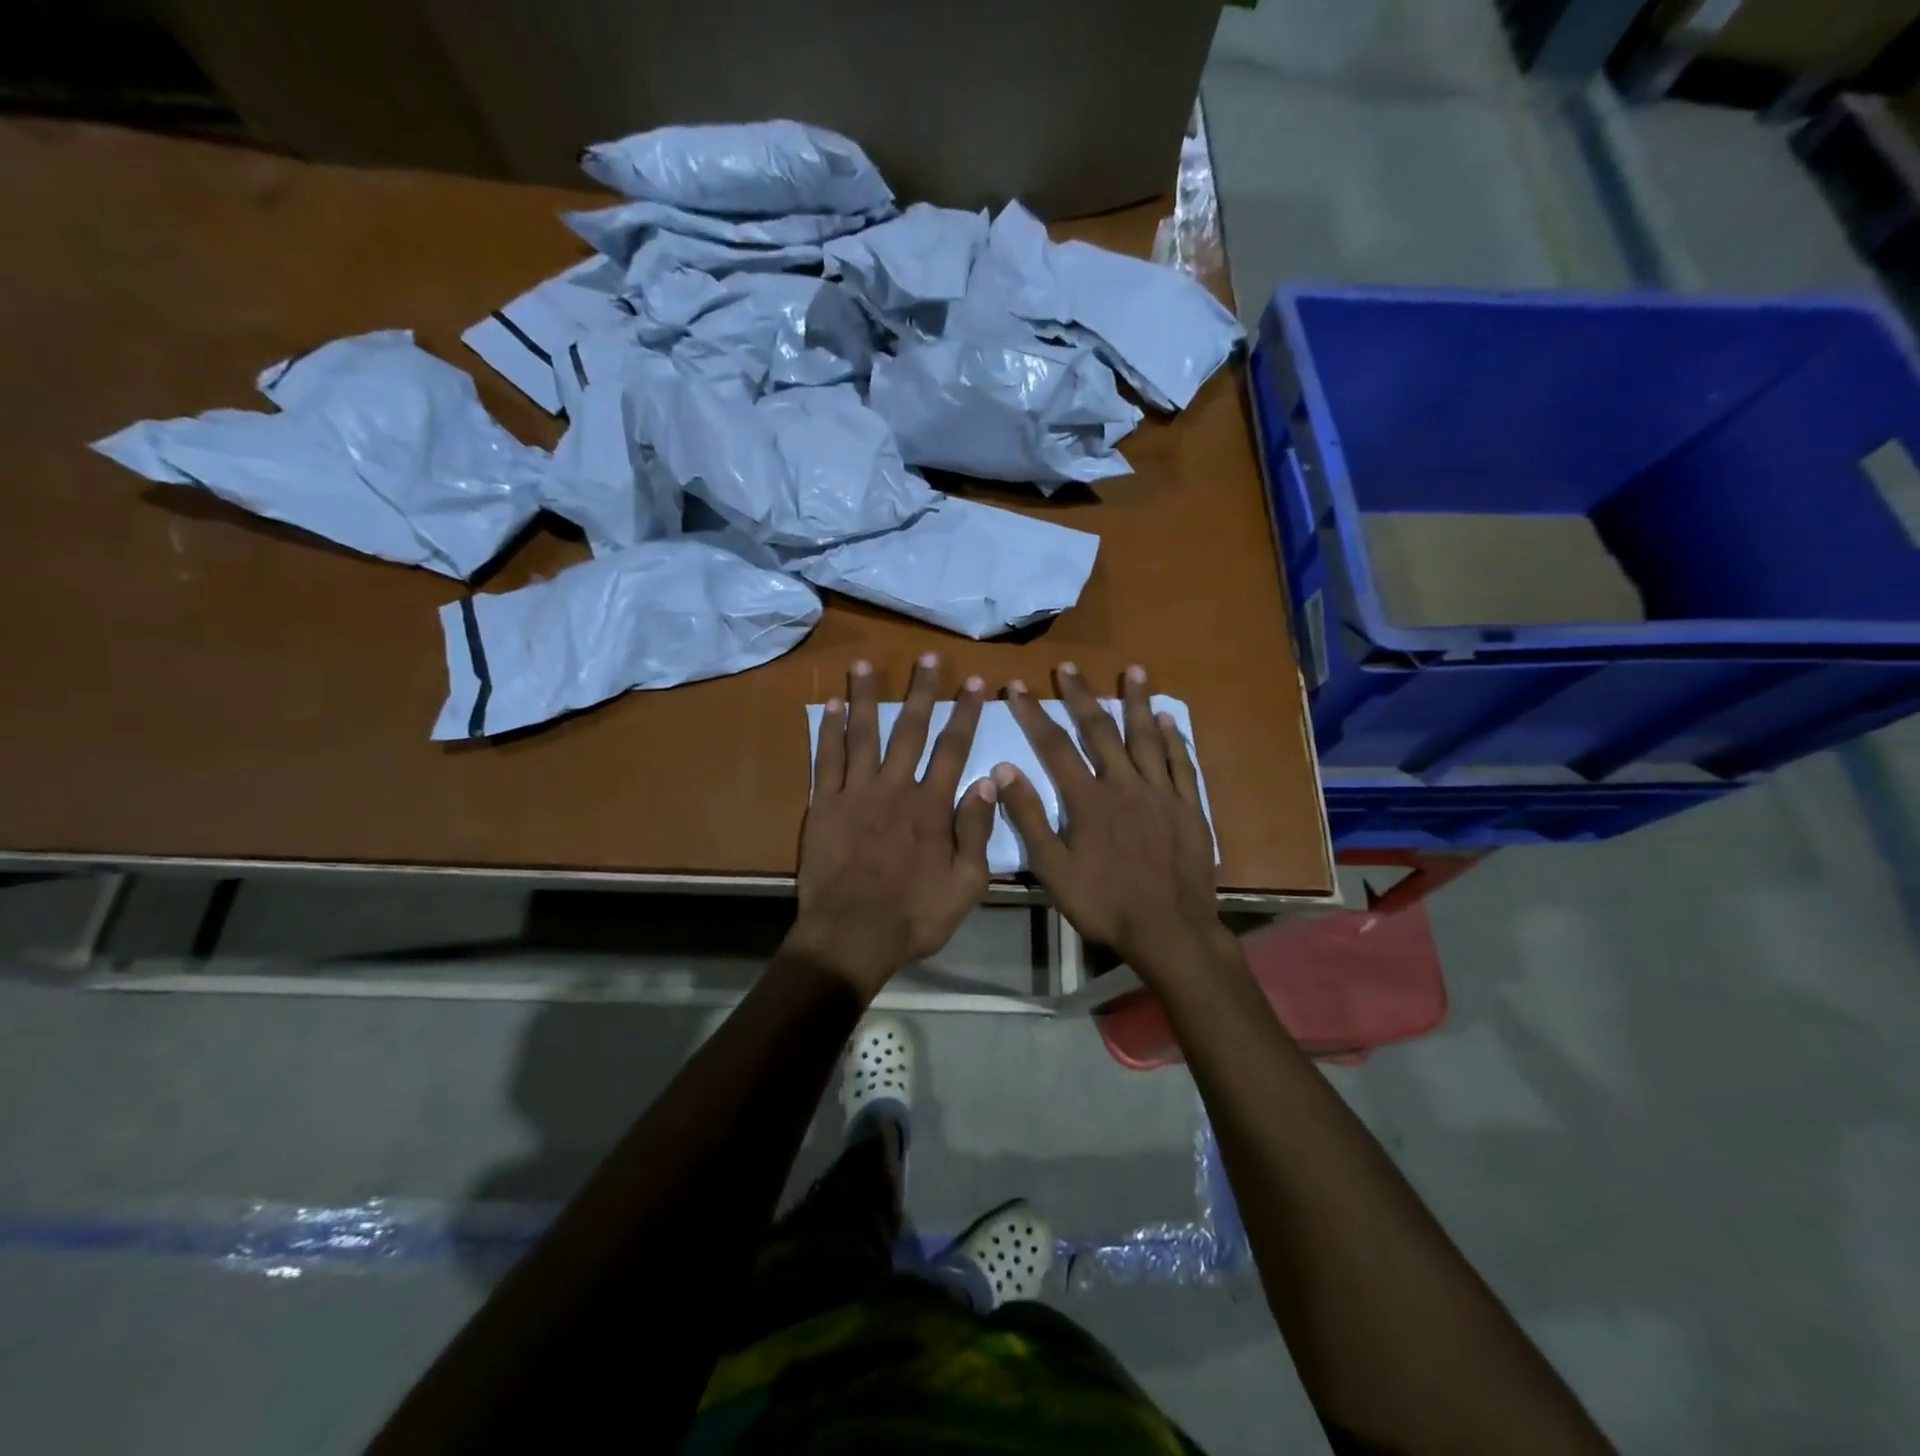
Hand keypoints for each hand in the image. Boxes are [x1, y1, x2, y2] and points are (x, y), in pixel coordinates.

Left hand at [788, 654, 996, 998]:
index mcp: (932, 806)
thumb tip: (987, 781)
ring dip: (868, 697)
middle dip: (923, 692)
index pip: (954, 748)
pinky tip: (832, 706)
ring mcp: (856, 793)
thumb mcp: (966, 884)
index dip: (965, 713)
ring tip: (866, 665)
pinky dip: (830, 731)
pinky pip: (827, 759)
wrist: (851, 935)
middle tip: (928, 658)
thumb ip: (977, 831)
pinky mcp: (825, 805)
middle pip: (911, 730)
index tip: (974, 683)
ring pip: (864, 734)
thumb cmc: (915, 915)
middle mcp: (895, 788)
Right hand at [994, 663, 1229, 982]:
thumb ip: (1029, 819)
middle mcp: (1125, 785)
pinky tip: (1169, 719)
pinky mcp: (1190, 807)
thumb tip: (1004, 771)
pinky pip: (1182, 764)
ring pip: (1147, 737)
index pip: (1055, 746)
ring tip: (1133, 670)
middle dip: (1081, 696)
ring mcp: (1162, 793)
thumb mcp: (1053, 870)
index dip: (1033, 714)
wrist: (1170, 930)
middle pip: (1100, 730)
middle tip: (1069, 666)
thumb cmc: (1105, 903)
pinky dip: (1174, 739)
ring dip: (1137, 702)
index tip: (1017, 686)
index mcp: (1088, 800)